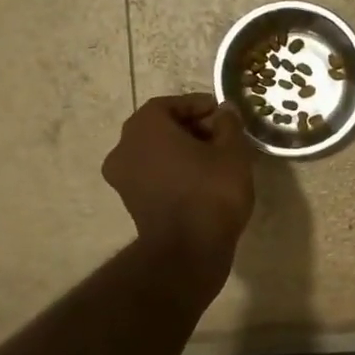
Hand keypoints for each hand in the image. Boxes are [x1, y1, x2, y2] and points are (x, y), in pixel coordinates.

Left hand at [103, 94, 255, 279]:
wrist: (189, 250)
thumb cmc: (211, 192)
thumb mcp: (232, 152)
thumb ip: (228, 125)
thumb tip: (225, 111)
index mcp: (144, 127)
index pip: (170, 104)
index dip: (198, 105)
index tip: (222, 114)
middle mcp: (124, 147)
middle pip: (159, 127)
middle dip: (191, 128)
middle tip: (222, 137)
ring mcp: (123, 177)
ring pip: (155, 152)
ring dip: (182, 151)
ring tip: (215, 160)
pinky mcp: (130, 202)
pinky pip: (154, 175)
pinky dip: (173, 171)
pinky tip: (201, 181)